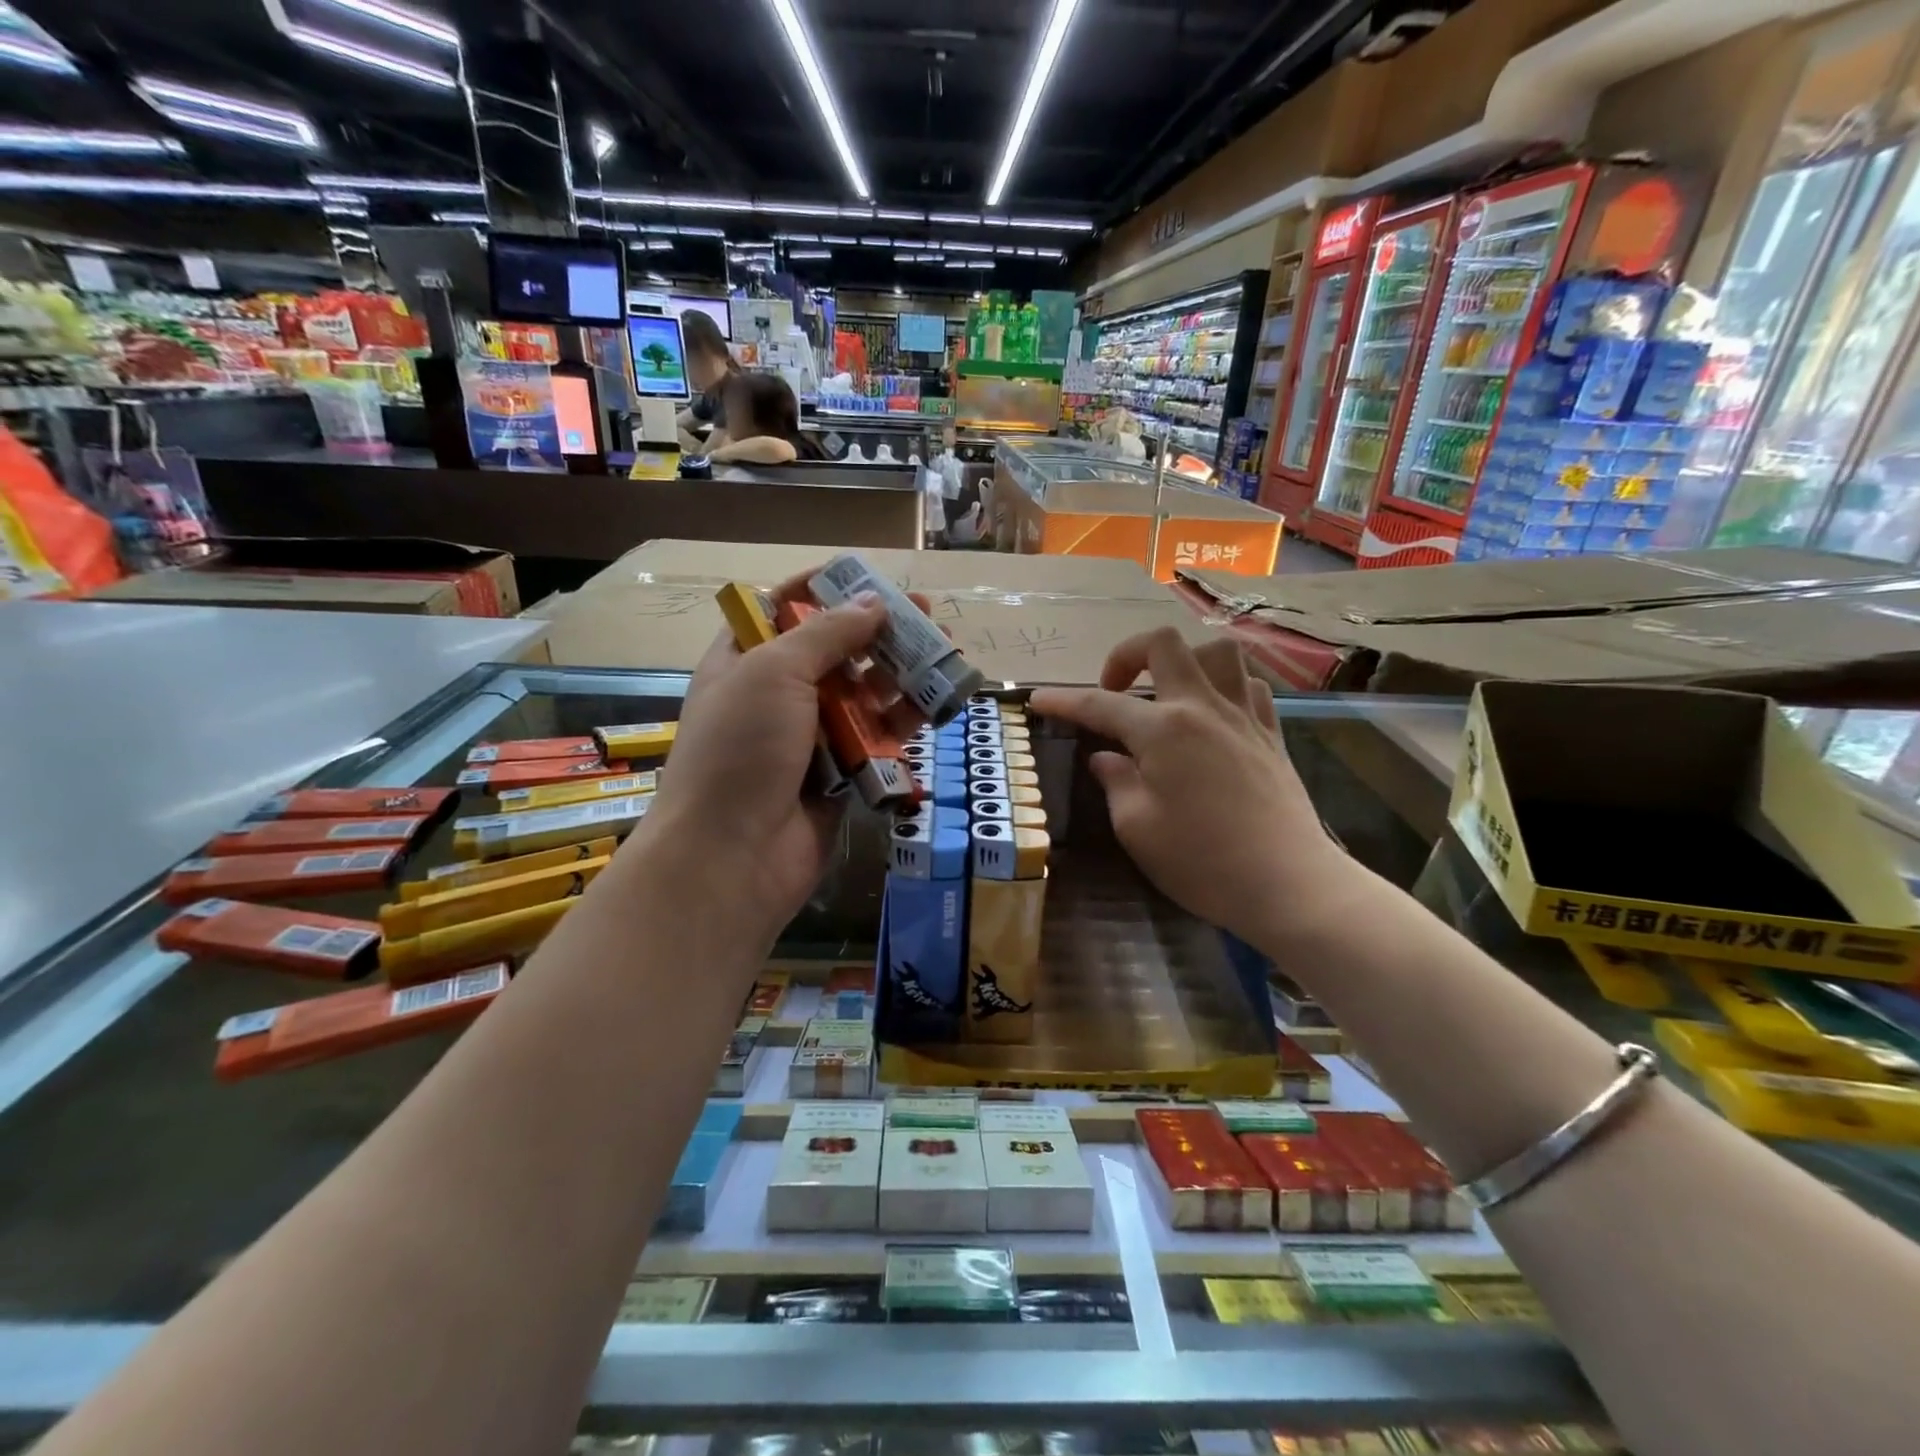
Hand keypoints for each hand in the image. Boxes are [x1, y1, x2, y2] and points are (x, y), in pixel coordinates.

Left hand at [638, 574, 921, 942]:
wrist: (732, 856)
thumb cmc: (741, 749)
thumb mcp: (774, 673)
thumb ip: (826, 633)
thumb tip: (872, 604)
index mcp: (743, 662)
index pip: (779, 609)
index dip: (821, 588)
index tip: (866, 578)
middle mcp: (776, 696)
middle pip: (832, 651)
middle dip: (877, 631)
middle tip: (924, 615)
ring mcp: (809, 737)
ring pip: (861, 695)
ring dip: (899, 673)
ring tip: (943, 652)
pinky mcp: (840, 775)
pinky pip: (876, 739)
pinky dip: (904, 721)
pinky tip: (937, 701)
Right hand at [1030, 628, 1351, 942]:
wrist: (1288, 884)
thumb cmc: (1202, 861)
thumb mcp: (1137, 828)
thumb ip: (1116, 782)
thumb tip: (1106, 758)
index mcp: (1163, 730)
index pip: (1100, 704)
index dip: (1064, 700)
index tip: (1038, 699)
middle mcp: (1203, 707)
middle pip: (1165, 645)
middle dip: (1127, 654)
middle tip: (1114, 689)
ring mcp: (1244, 716)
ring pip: (1218, 652)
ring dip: (1185, 661)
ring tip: (1168, 693)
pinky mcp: (1272, 734)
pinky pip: (1249, 686)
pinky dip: (1225, 687)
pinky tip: (1213, 715)